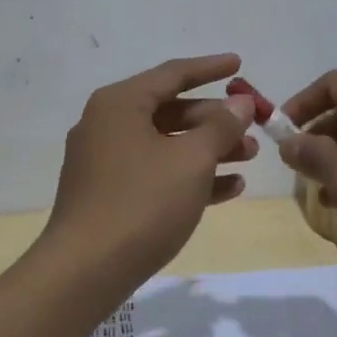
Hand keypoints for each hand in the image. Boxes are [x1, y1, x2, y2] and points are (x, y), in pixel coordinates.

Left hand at [43, 54, 257, 287]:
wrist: (84, 272)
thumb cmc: (141, 202)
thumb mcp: (191, 160)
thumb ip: (220, 127)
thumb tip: (240, 103)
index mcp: (120, 103)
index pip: (172, 74)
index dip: (210, 68)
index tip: (239, 64)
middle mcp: (108, 124)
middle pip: (170, 110)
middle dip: (215, 119)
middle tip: (253, 128)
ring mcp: (105, 161)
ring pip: (166, 144)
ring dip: (208, 149)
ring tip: (249, 159)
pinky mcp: (108, 194)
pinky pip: (155, 173)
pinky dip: (189, 176)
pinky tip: (229, 188)